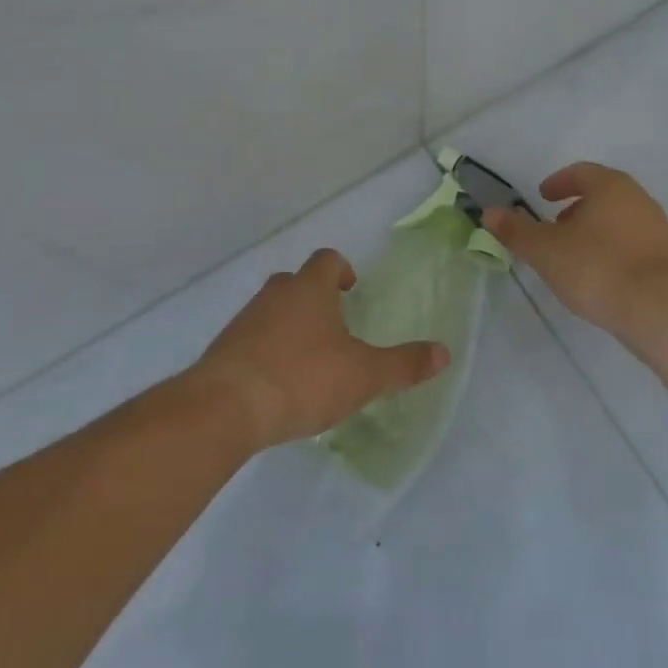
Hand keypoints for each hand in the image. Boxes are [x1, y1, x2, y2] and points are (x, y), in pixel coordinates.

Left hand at [194, 248, 450, 449]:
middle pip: (295, 282)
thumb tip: (444, 352)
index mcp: (309, 289)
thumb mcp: (363, 375)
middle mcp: (274, 295)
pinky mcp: (223, 351)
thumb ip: (403, 364)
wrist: (225, 408)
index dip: (340, 270)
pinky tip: (278, 386)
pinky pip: (251, 341)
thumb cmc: (302, 378)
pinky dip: (266, 353)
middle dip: (314, 298)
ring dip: (289, 326)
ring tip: (308, 362)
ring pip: (271, 311)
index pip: (326, 260)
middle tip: (334, 326)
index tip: (351, 290)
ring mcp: (244, 321)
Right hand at [483, 162, 667, 336]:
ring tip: (574, 255)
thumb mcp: (545, 250)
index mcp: (610, 186)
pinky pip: (633, 243)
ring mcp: (657, 227)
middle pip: (602, 194)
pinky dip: (612, 249)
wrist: (657, 308)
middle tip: (555, 226)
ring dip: (595, 230)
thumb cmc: (595, 267)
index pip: (580, 172)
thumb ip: (516, 230)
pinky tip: (600, 275)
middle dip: (576, 208)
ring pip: (619, 219)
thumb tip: (490, 212)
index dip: (558, 183)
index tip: (542, 197)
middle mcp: (638, 198)